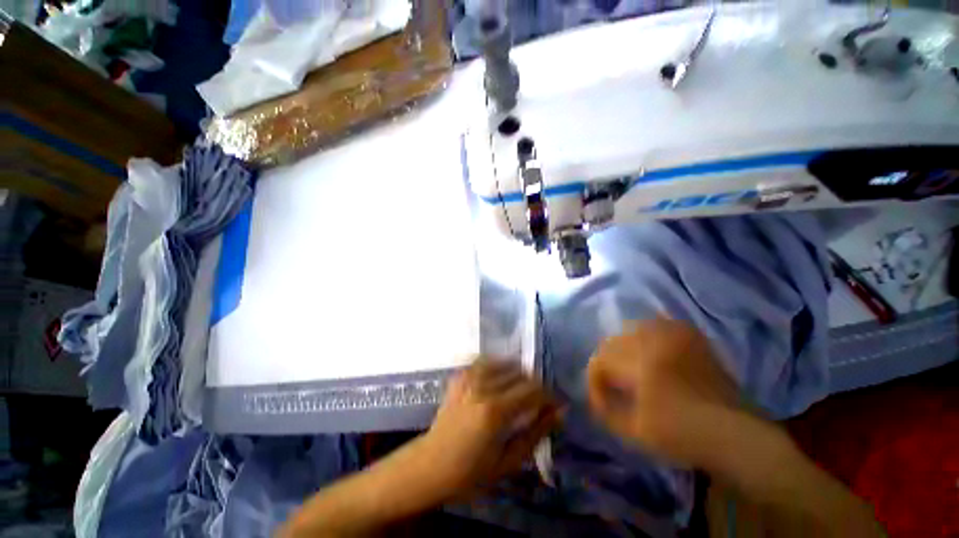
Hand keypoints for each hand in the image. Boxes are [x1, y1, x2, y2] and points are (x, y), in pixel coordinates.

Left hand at [418, 358, 560, 495]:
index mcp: (495, 411)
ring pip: (505, 363)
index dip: (549, 395)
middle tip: (539, 401)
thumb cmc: (471, 472)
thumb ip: (536, 433)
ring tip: (522, 390)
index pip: (533, 390)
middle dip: (535, 385)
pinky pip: (486, 361)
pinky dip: (499, 365)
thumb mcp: (508, 461)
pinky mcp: (460, 375)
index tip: (556, 404)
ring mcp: (469, 377)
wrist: (430, 464)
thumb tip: (560, 412)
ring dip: (518, 374)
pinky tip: (501, 378)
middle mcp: (482, 387)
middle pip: (520, 374)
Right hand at [587, 318, 739, 466]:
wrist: (734, 433)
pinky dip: (649, 332)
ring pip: (634, 328)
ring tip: (628, 364)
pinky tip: (650, 346)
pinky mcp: (692, 338)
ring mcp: (676, 336)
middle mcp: (655, 342)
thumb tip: (594, 395)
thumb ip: (607, 410)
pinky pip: (661, 324)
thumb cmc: (683, 435)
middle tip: (611, 381)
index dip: (595, 379)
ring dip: (625, 345)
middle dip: (607, 361)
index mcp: (641, 363)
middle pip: (614, 341)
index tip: (600, 396)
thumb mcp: (635, 431)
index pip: (601, 360)